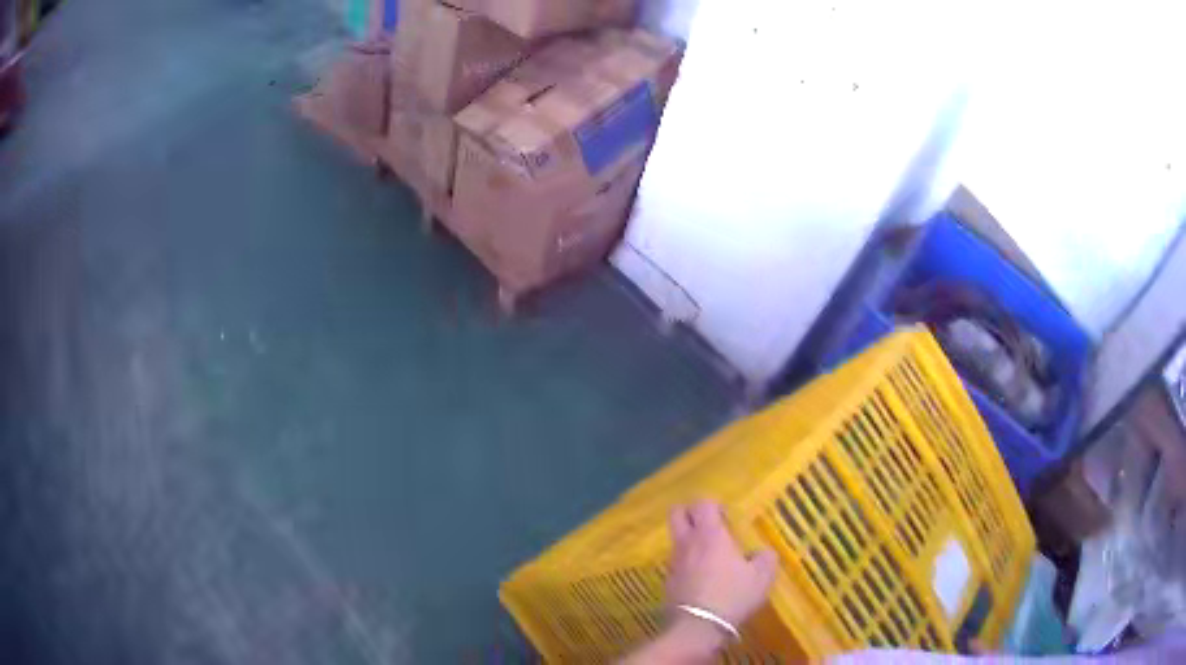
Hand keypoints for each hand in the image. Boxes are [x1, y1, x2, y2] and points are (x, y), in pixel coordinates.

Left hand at [665, 500, 778, 631]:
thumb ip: (765, 558)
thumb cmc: (733, 595)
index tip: (726, 517)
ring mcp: (674, 562)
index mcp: (710, 534)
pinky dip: (686, 564)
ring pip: (675, 539)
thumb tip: (762, 553)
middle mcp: (687, 542)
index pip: (702, 502)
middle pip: (677, 513)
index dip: (713, 505)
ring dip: (689, 541)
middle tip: (709, 526)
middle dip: (690, 513)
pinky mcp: (667, 582)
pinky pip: (676, 563)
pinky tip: (702, 578)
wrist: (699, 626)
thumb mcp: (762, 577)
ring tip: (709, 556)